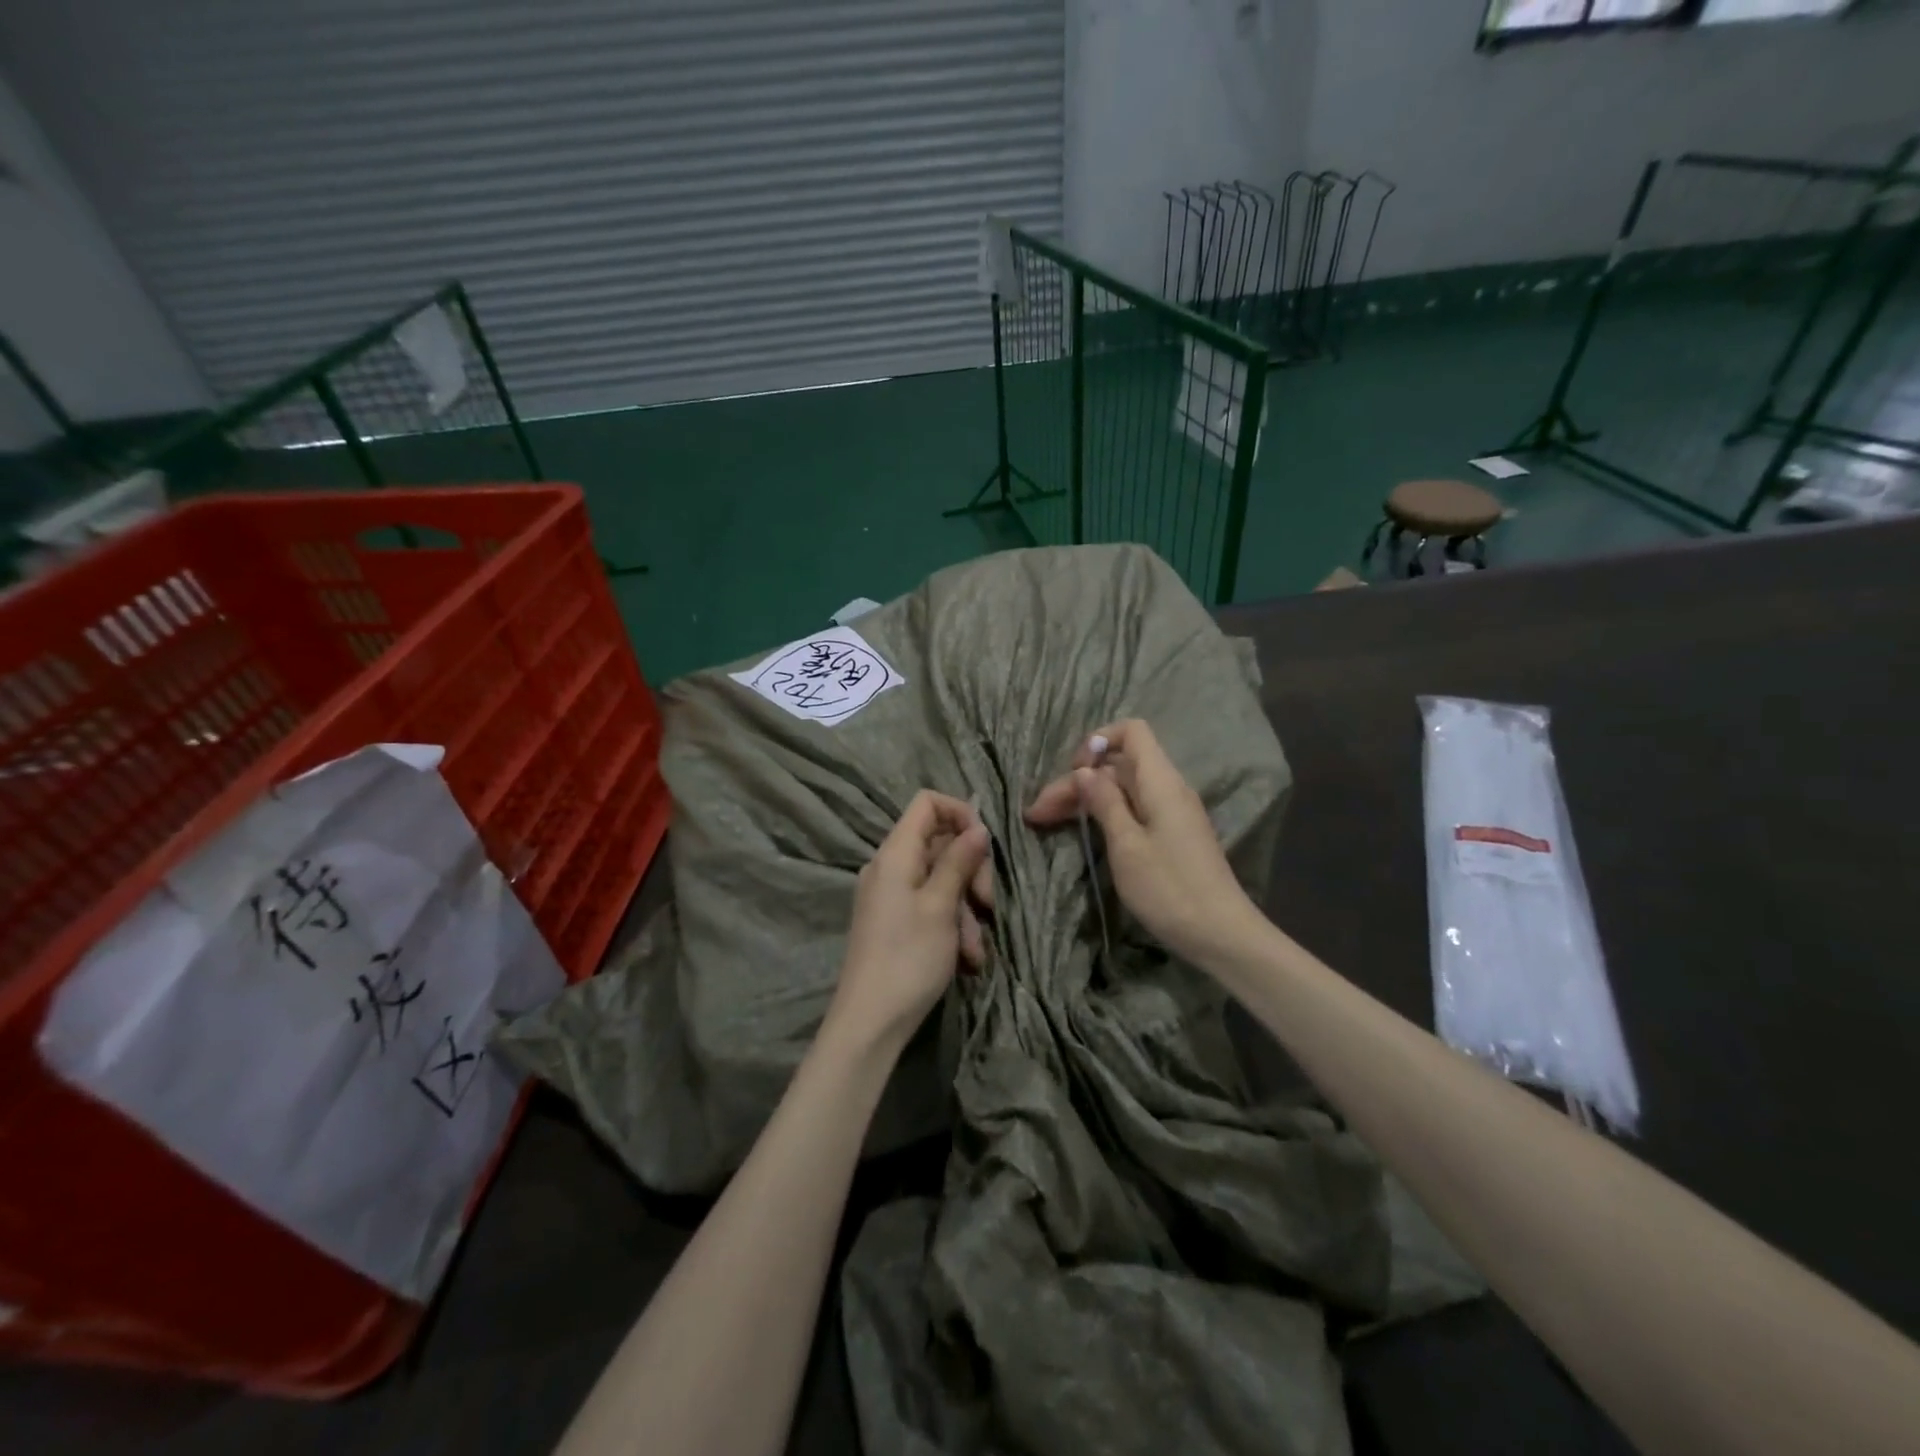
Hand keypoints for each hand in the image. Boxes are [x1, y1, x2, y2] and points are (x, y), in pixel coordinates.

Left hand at [827, 790, 991, 1056]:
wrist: (870, 1023)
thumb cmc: (908, 958)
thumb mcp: (941, 906)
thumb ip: (960, 861)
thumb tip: (978, 828)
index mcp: (895, 853)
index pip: (927, 803)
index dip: (960, 813)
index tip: (984, 845)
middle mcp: (890, 867)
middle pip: (940, 843)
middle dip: (970, 871)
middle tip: (987, 903)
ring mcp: (891, 896)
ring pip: (941, 881)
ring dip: (966, 909)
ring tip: (976, 948)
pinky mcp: (896, 922)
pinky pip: (930, 907)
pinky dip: (952, 926)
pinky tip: (967, 959)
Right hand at [1025, 719, 1261, 967]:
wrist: (1220, 935)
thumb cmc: (1169, 888)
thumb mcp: (1127, 845)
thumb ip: (1104, 802)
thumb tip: (1085, 770)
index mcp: (1160, 782)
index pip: (1131, 732)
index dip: (1098, 741)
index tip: (1074, 772)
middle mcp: (1167, 788)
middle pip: (1117, 765)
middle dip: (1076, 781)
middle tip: (1037, 813)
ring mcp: (1171, 813)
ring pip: (1121, 789)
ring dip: (1085, 800)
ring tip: (1046, 821)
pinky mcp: (1170, 835)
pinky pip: (1132, 809)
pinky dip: (1103, 815)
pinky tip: (1082, 832)